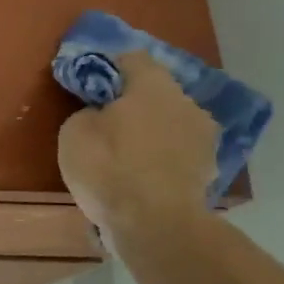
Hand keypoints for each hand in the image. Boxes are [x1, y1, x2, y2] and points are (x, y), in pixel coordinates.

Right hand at [57, 52, 217, 245]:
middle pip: (157, 92)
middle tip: (108, 122)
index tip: (91, 82)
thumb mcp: (74, 132)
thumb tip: (100, 115)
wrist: (155, 225)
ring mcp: (204, 138)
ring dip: (152, 132)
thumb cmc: (109, 167)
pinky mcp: (209, 171)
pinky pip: (178, 154)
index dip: (109, 67)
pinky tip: (143, 178)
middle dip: (135, 103)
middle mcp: (186, 103)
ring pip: (171, 124)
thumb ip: (88, 113)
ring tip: (127, 154)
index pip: (132, 58)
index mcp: (153, 85)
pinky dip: (163, 160)